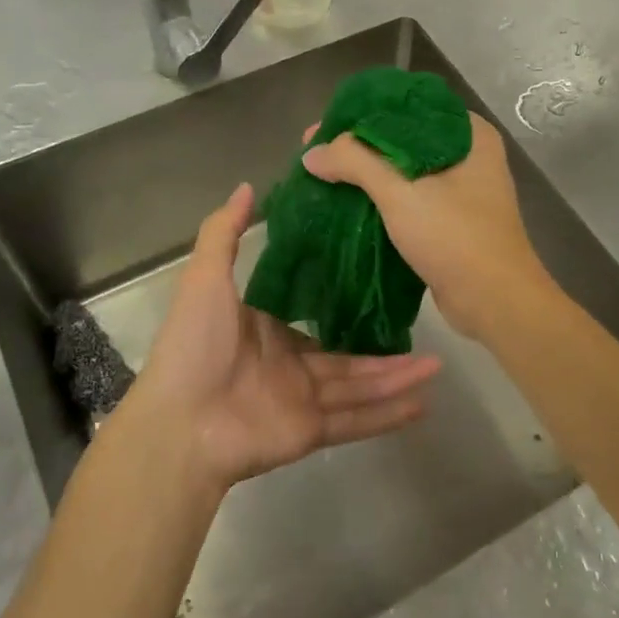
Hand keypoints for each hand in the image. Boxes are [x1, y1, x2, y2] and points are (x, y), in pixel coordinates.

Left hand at [132, 183, 441, 491]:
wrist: (180, 424)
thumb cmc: (194, 345)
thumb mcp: (206, 279)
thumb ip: (225, 233)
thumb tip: (248, 186)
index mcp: (268, 329)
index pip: (317, 314)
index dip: (350, 302)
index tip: (385, 281)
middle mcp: (289, 363)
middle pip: (348, 354)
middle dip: (387, 348)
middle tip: (429, 332)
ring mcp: (301, 400)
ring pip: (359, 386)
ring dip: (397, 378)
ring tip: (438, 367)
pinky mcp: (310, 432)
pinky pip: (355, 421)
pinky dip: (387, 415)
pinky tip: (422, 404)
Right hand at [301, 115, 556, 345]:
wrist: (494, 301)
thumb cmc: (454, 236)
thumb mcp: (400, 191)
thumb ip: (354, 162)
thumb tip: (312, 152)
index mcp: (467, 133)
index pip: (406, 106)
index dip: (360, 113)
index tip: (324, 125)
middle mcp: (468, 154)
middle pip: (401, 137)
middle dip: (358, 146)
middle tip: (316, 152)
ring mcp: (462, 189)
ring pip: (403, 169)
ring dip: (367, 174)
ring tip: (325, 176)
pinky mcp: (452, 220)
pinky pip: (409, 197)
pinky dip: (381, 198)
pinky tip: (348, 203)